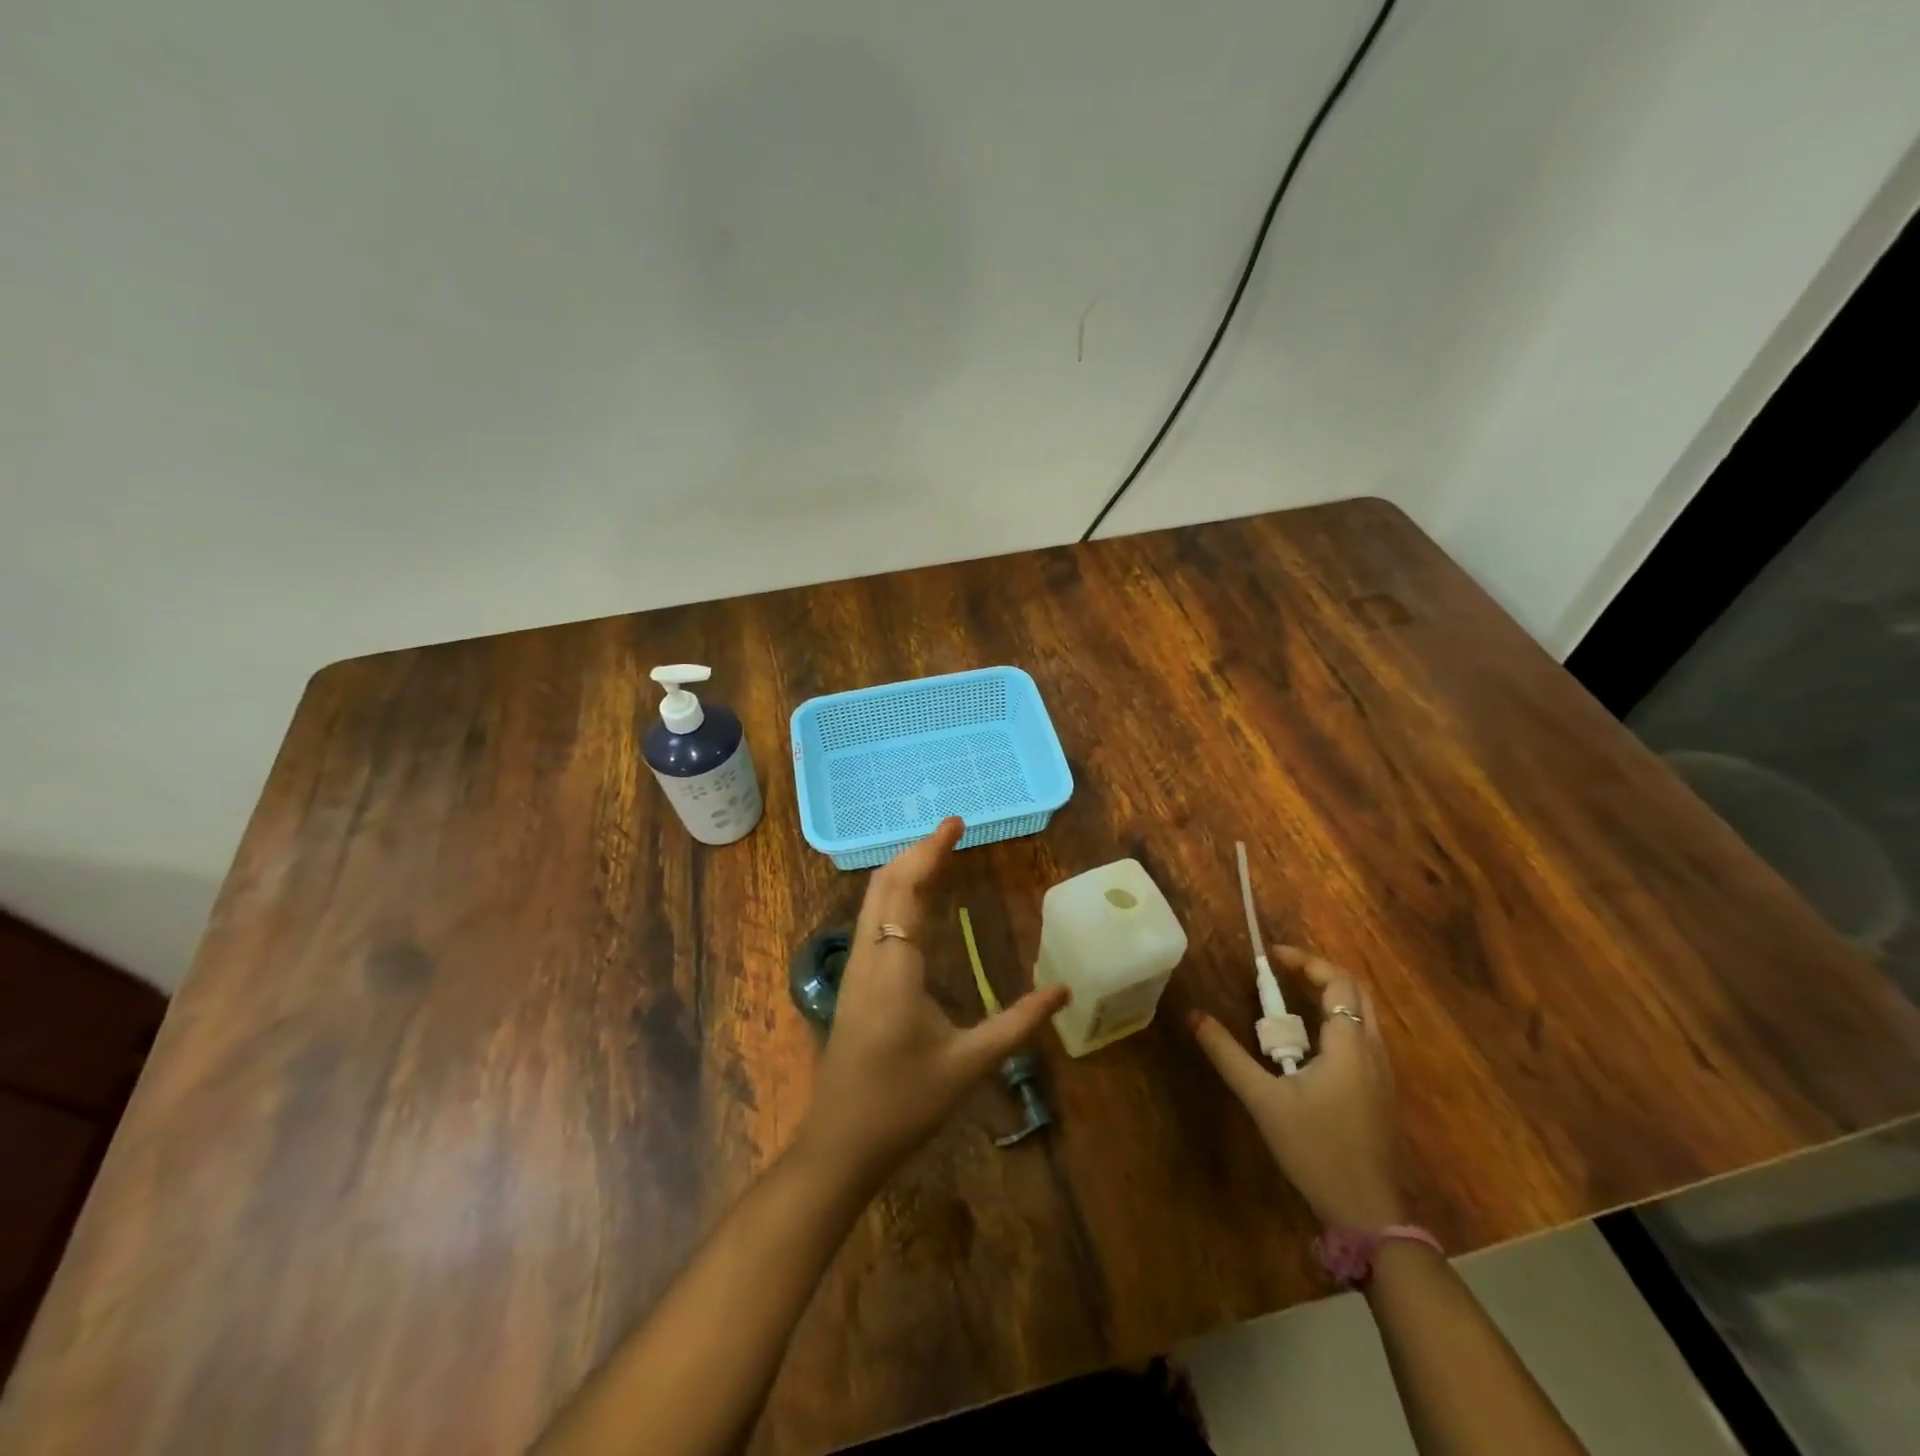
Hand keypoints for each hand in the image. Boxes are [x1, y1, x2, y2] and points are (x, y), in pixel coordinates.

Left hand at [796, 817, 1069, 1185]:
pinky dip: (893, 895)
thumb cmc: (903, 1104)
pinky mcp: (852, 983)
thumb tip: (1063, 991)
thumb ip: (1017, 1024)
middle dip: (915, 852)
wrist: (839, 1145)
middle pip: (883, 884)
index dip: (930, 850)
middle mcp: (868, 956)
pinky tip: (915, 905)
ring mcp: (854, 969)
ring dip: (902, 870)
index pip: (906, 888)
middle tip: (952, 834)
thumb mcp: (968, 1065)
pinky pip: (870, 920)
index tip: (955, 823)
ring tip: (937, 857)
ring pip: (872, 900)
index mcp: (894, 967)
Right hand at [1190, 947, 1406, 1229]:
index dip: (1305, 961)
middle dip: (1318, 973)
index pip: (1337, 981)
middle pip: (1355, 992)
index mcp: (1349, 1044)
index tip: (1271, 957)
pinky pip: (1363, 1038)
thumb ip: (1228, 1055)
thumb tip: (1195, 1016)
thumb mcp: (1263, 1100)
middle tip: (1280, 973)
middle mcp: (1373, 1050)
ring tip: (1288, 1001)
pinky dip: (1336, 1022)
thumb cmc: (1316, 1149)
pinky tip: (1307, 1044)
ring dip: (1328, 998)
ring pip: (1363, 1015)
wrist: (1367, 1212)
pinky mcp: (1381, 1092)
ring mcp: (1382, 1073)